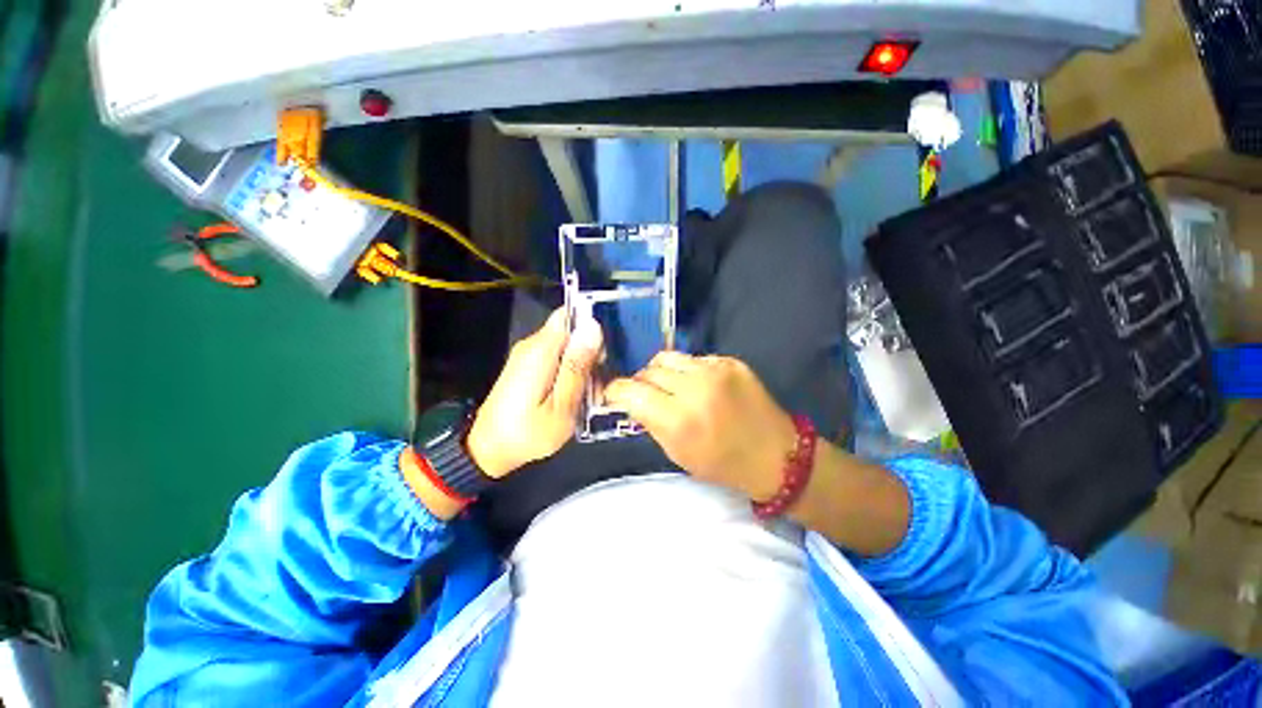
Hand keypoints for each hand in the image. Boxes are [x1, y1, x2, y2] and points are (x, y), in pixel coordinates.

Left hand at [466, 307, 602, 477]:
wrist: (489, 450)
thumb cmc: (527, 434)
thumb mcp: (562, 406)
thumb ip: (578, 366)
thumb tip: (593, 327)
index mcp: (540, 350)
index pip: (569, 315)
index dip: (591, 328)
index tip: (601, 355)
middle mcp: (532, 345)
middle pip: (570, 331)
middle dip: (589, 352)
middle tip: (595, 384)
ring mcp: (528, 355)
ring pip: (566, 345)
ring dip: (582, 365)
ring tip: (586, 394)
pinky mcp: (528, 365)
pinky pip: (557, 357)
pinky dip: (570, 371)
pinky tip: (573, 395)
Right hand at [604, 353, 796, 501]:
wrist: (776, 455)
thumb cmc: (723, 464)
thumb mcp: (677, 453)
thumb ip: (650, 423)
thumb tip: (632, 400)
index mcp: (679, 420)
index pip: (631, 391)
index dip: (616, 391)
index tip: (615, 394)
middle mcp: (694, 389)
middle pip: (648, 370)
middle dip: (640, 382)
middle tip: (645, 394)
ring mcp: (715, 370)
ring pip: (668, 357)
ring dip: (661, 372)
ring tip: (669, 386)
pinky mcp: (730, 361)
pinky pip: (694, 358)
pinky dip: (687, 370)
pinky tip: (698, 385)